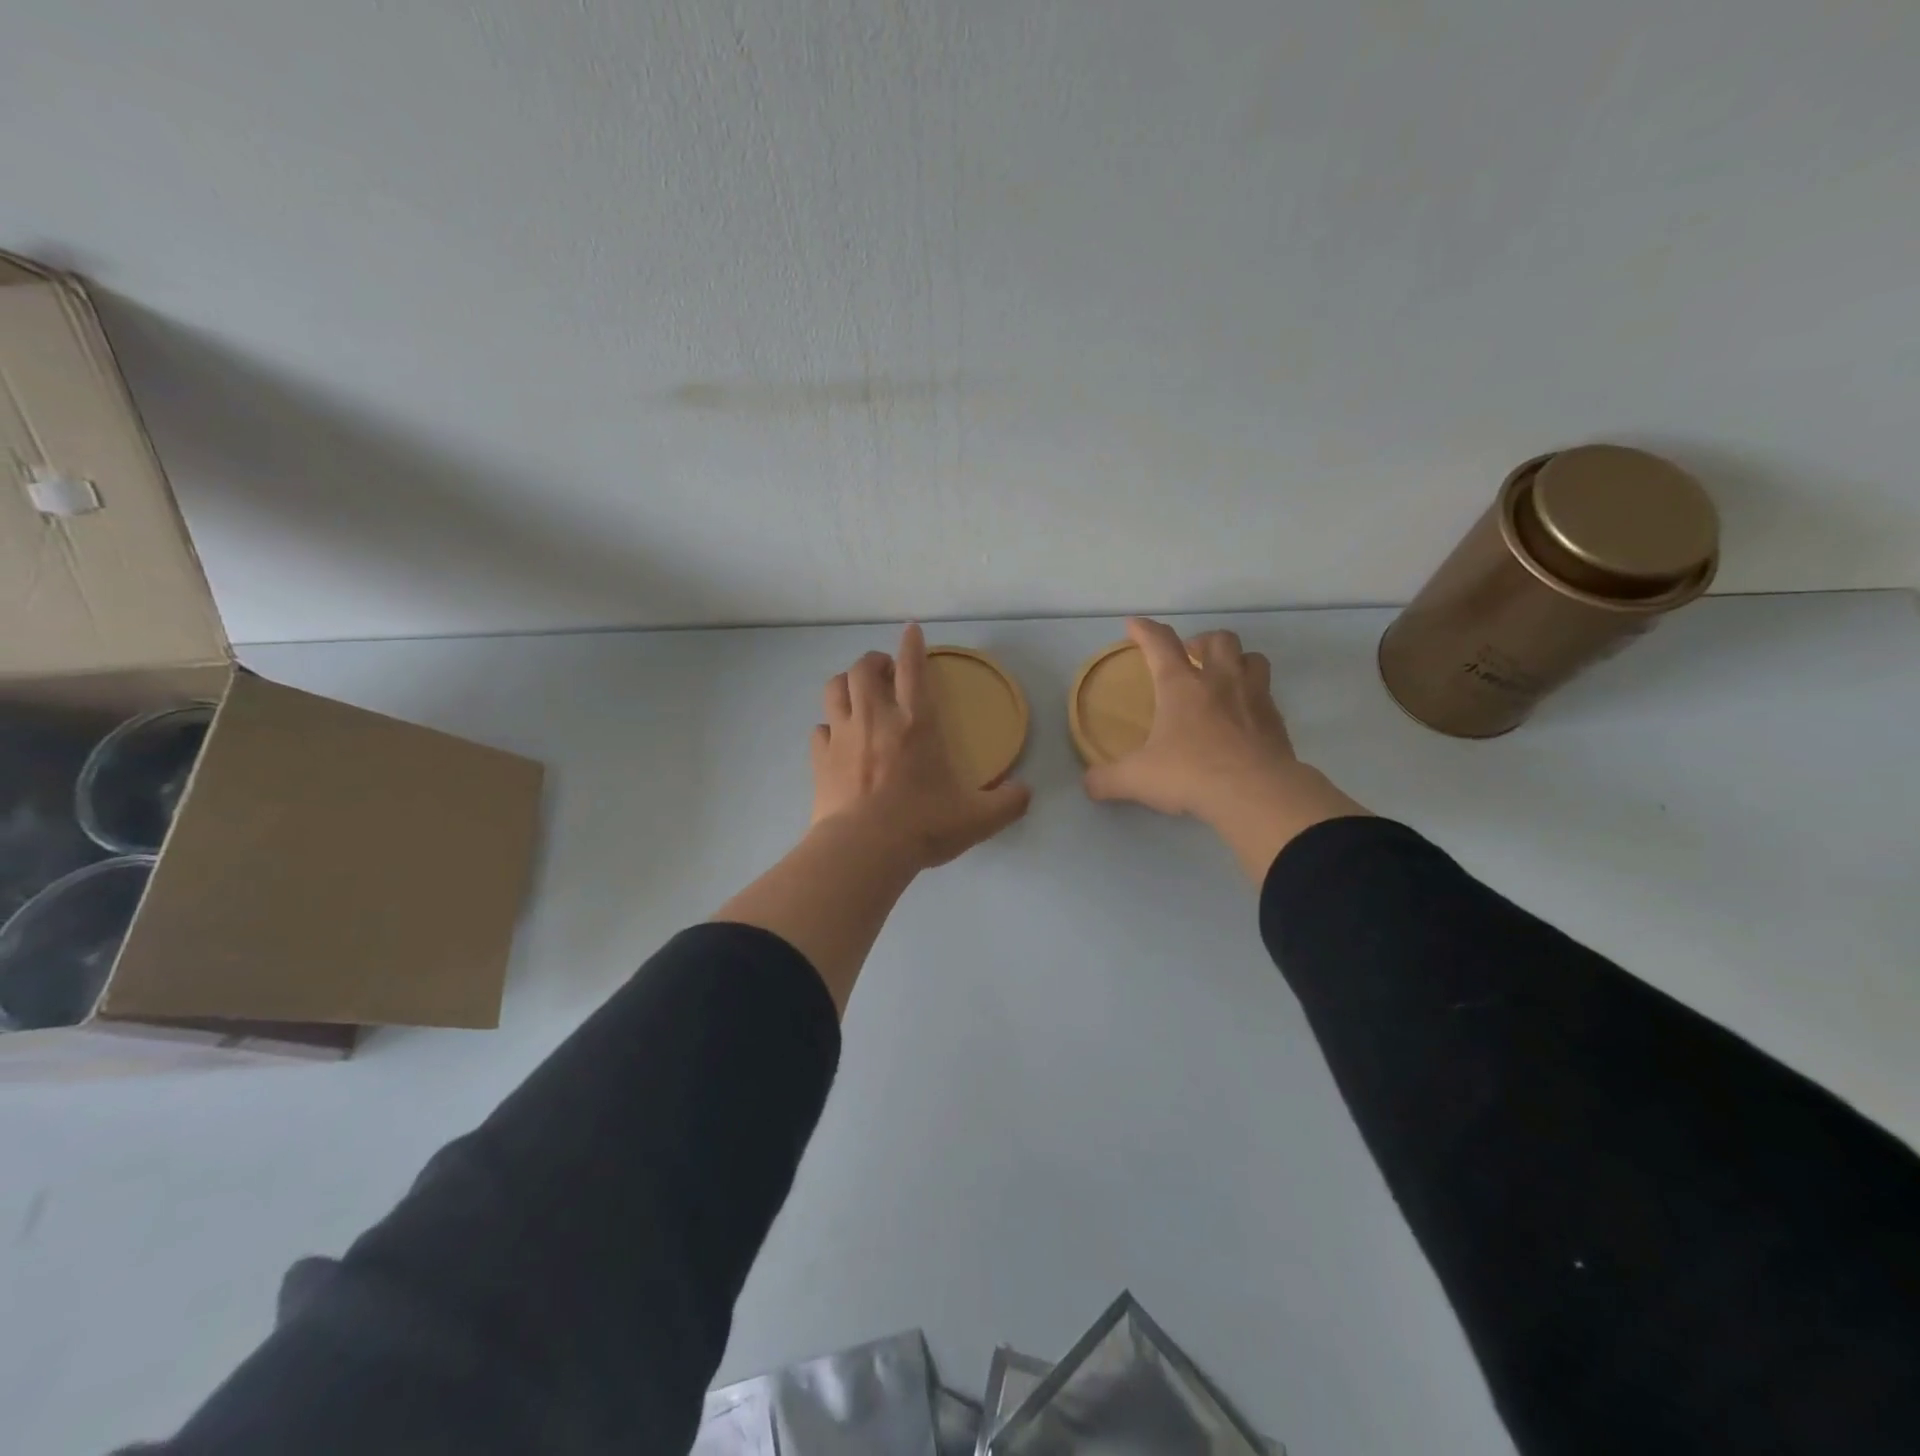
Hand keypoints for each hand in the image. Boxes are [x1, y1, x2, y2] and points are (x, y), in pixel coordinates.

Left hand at [812, 623, 1031, 870]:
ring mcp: (843, 737)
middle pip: (864, 669)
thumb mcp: (978, 818)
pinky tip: (836, 737)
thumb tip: (1025, 792)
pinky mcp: (821, 759)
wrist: (864, 850)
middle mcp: (876, 719)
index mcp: (917, 723)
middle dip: (874, 661)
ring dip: (846, 683)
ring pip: (835, 689)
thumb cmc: (922, 825)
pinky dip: (828, 726)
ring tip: (856, 692)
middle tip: (885, 671)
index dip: (912, 644)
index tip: (910, 630)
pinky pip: (820, 729)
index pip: (913, 668)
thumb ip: (1008, 802)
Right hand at [1083, 618, 1367, 879]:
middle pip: (1218, 639)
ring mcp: (1254, 697)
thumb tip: (1088, 784)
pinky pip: (1268, 695)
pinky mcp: (1276, 721)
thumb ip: (1107, 780)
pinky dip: (1254, 697)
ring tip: (1224, 678)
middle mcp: (1220, 681)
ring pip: (1252, 658)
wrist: (1255, 794)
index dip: (1145, 630)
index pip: (1160, 643)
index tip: (1134, 625)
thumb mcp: (1136, 780)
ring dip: (1237, 661)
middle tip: (1190, 658)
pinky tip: (1243, 717)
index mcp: (1180, 686)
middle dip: (1201, 641)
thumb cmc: (1190, 774)